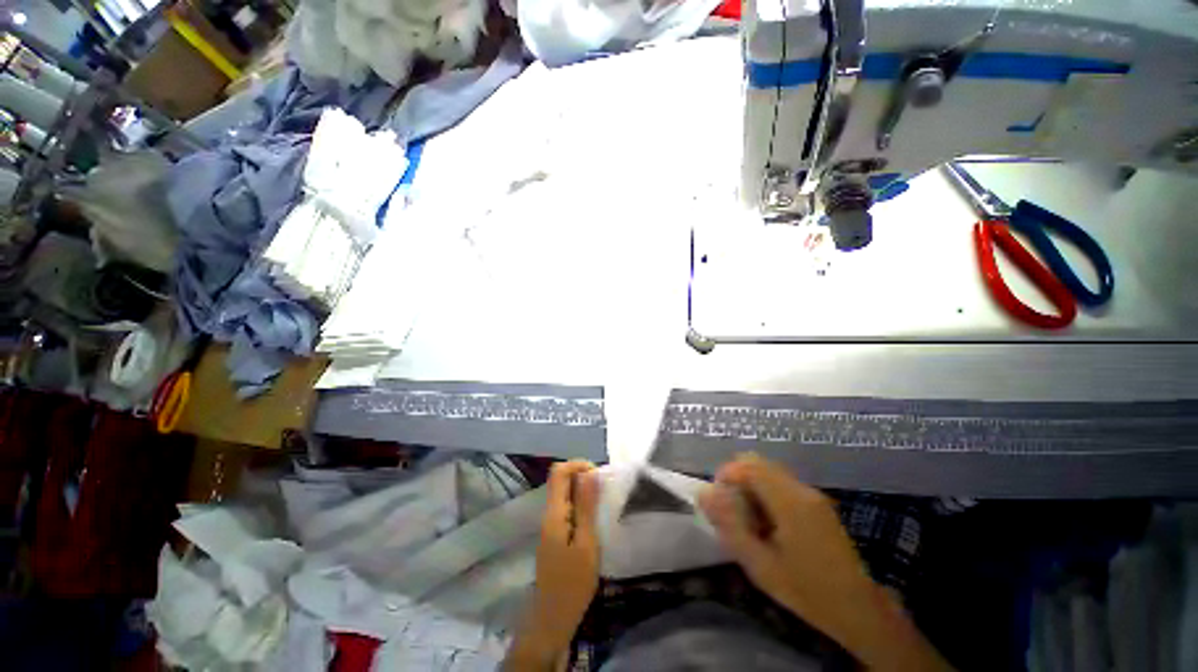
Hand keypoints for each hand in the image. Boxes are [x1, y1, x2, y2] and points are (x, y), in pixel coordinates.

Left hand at [532, 460, 600, 643]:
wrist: (552, 621)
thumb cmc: (572, 584)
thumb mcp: (586, 543)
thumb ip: (587, 506)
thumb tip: (590, 473)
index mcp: (554, 513)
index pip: (558, 471)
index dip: (578, 465)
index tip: (598, 476)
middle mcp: (549, 514)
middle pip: (561, 480)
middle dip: (583, 477)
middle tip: (605, 492)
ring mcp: (551, 525)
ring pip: (566, 495)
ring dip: (584, 493)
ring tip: (604, 506)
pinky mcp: (555, 536)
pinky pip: (568, 509)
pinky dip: (582, 507)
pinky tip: (595, 522)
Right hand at [698, 454, 951, 670]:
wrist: (858, 611)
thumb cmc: (806, 590)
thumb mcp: (760, 564)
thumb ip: (729, 525)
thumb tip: (703, 492)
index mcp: (790, 500)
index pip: (748, 464)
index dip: (726, 475)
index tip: (718, 502)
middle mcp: (802, 489)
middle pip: (757, 463)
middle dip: (737, 481)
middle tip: (731, 512)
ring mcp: (813, 495)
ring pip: (769, 473)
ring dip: (751, 488)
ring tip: (749, 522)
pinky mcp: (818, 504)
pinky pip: (782, 485)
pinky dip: (766, 495)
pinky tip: (768, 526)